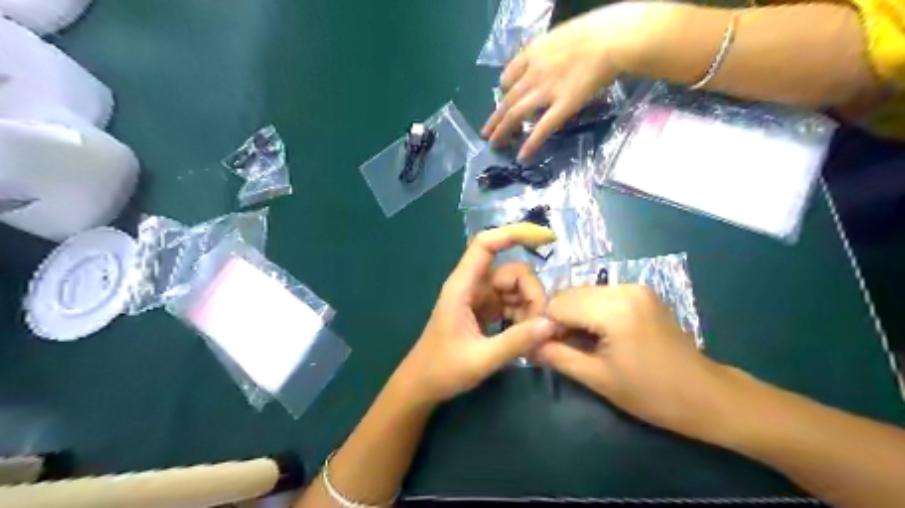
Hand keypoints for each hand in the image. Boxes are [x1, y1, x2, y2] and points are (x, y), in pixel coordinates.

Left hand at [395, 222, 559, 404]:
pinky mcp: (484, 310)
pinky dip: (522, 315)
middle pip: (511, 271)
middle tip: (538, 325)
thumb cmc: (442, 370)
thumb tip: (551, 323)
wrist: (421, 385)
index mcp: (462, 287)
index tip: (547, 238)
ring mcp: (478, 297)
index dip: (514, 233)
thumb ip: (516, 341)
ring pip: (515, 288)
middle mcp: (472, 285)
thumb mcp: (481, 359)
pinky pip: (511, 302)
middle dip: (531, 293)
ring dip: (529, 307)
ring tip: (531, 336)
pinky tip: (525, 336)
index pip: (486, 244)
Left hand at [485, 0, 654, 160]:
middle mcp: (533, 75)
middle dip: (495, 118)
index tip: (502, 98)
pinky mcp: (563, 107)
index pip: (509, 75)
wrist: (611, 38)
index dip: (503, 90)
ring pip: (516, 114)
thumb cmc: (594, 30)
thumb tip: (549, 62)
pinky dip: (532, 144)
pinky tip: (522, 156)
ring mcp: (546, 92)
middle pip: (507, 100)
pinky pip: (543, 128)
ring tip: (494, 145)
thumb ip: (548, 51)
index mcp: (533, 54)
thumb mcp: (561, 34)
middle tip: (486, 133)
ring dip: (502, 131)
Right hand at [532, 287, 729, 439]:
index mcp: (614, 309)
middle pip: (570, 294)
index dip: (543, 325)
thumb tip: (527, 345)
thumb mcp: (598, 379)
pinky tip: (595, 334)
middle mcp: (623, 288)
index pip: (558, 304)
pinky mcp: (641, 293)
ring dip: (572, 315)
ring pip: (584, 293)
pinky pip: (601, 295)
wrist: (706, 395)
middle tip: (556, 347)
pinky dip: (590, 311)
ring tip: (576, 343)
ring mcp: (635, 287)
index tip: (540, 347)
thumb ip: (557, 357)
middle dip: (557, 319)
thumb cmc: (652, 394)